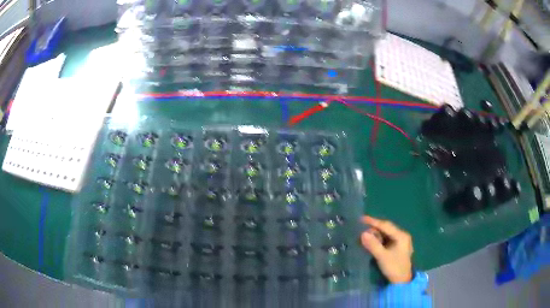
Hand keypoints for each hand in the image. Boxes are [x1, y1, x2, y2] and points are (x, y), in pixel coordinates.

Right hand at [360, 216, 413, 283]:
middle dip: (374, 228)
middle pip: (387, 229)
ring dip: (376, 234)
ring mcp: (401, 242)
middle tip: (361, 228)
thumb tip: (362, 233)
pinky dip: (379, 240)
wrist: (402, 281)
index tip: (362, 219)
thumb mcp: (382, 256)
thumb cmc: (394, 267)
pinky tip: (372, 242)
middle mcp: (402, 236)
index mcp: (401, 236)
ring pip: (387, 234)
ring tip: (364, 235)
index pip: (386, 225)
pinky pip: (387, 240)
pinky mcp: (398, 248)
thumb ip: (373, 245)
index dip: (373, 222)